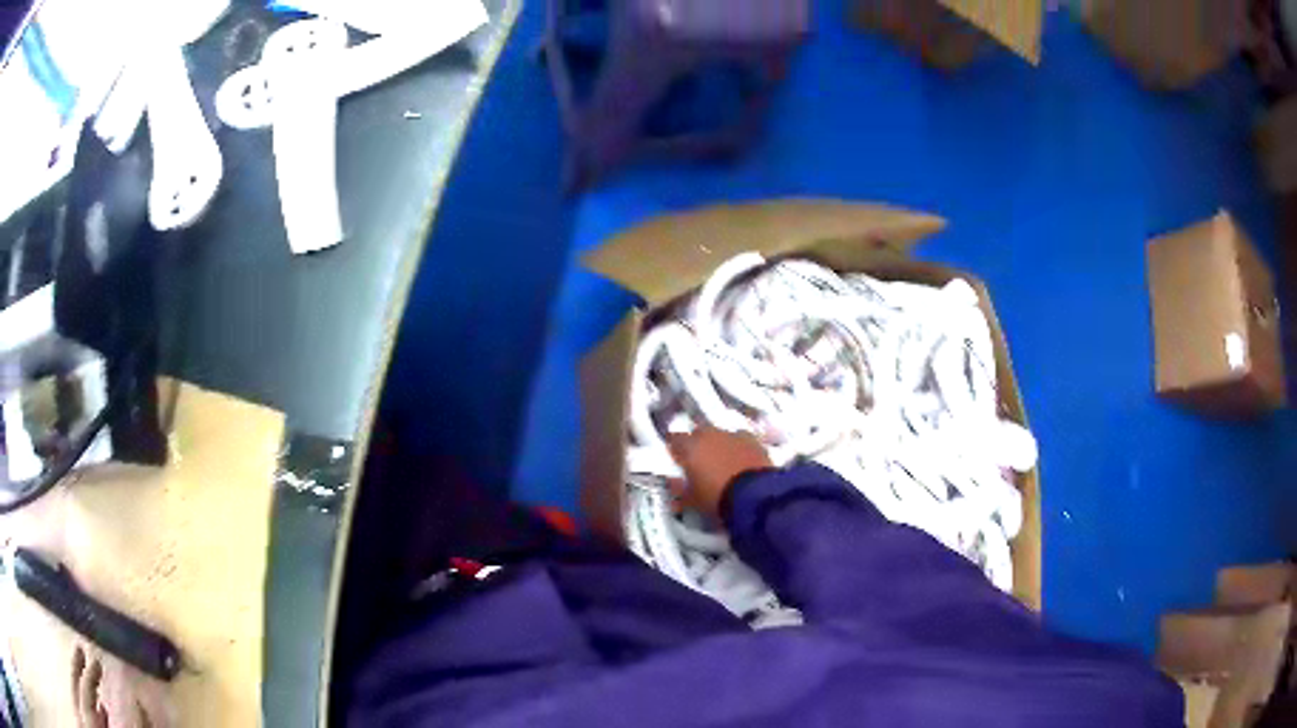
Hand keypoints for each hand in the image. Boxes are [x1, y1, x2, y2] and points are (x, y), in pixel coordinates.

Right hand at [668, 427, 772, 518]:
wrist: (756, 496)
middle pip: (699, 433)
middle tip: (699, 462)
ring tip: (723, 462)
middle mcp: (710, 435)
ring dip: (719, 445)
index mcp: (690, 447)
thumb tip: (673, 485)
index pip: (675, 439)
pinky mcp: (754, 441)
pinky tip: (742, 461)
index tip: (677, 459)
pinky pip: (741, 441)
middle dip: (698, 444)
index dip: (676, 449)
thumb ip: (679, 490)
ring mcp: (734, 435)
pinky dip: (739, 448)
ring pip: (721, 435)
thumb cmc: (717, 498)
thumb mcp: (692, 500)